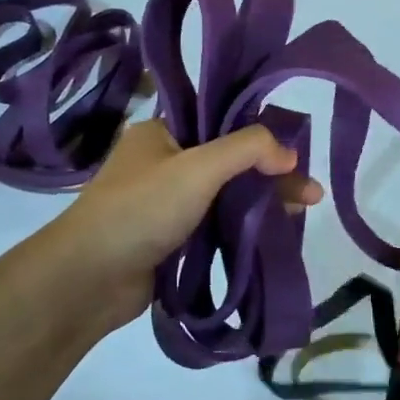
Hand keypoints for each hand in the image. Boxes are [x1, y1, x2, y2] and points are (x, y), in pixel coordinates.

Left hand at [48, 118, 322, 335]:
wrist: (88, 280)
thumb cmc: (140, 209)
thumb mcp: (197, 168)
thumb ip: (247, 150)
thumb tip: (289, 154)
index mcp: (162, 132)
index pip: (221, 120)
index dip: (261, 132)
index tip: (297, 148)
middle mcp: (164, 162)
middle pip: (230, 159)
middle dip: (271, 173)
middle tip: (311, 192)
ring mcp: (167, 202)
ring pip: (226, 194)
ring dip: (262, 200)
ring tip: (304, 212)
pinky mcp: (172, 238)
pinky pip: (216, 223)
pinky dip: (244, 225)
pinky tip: (275, 231)